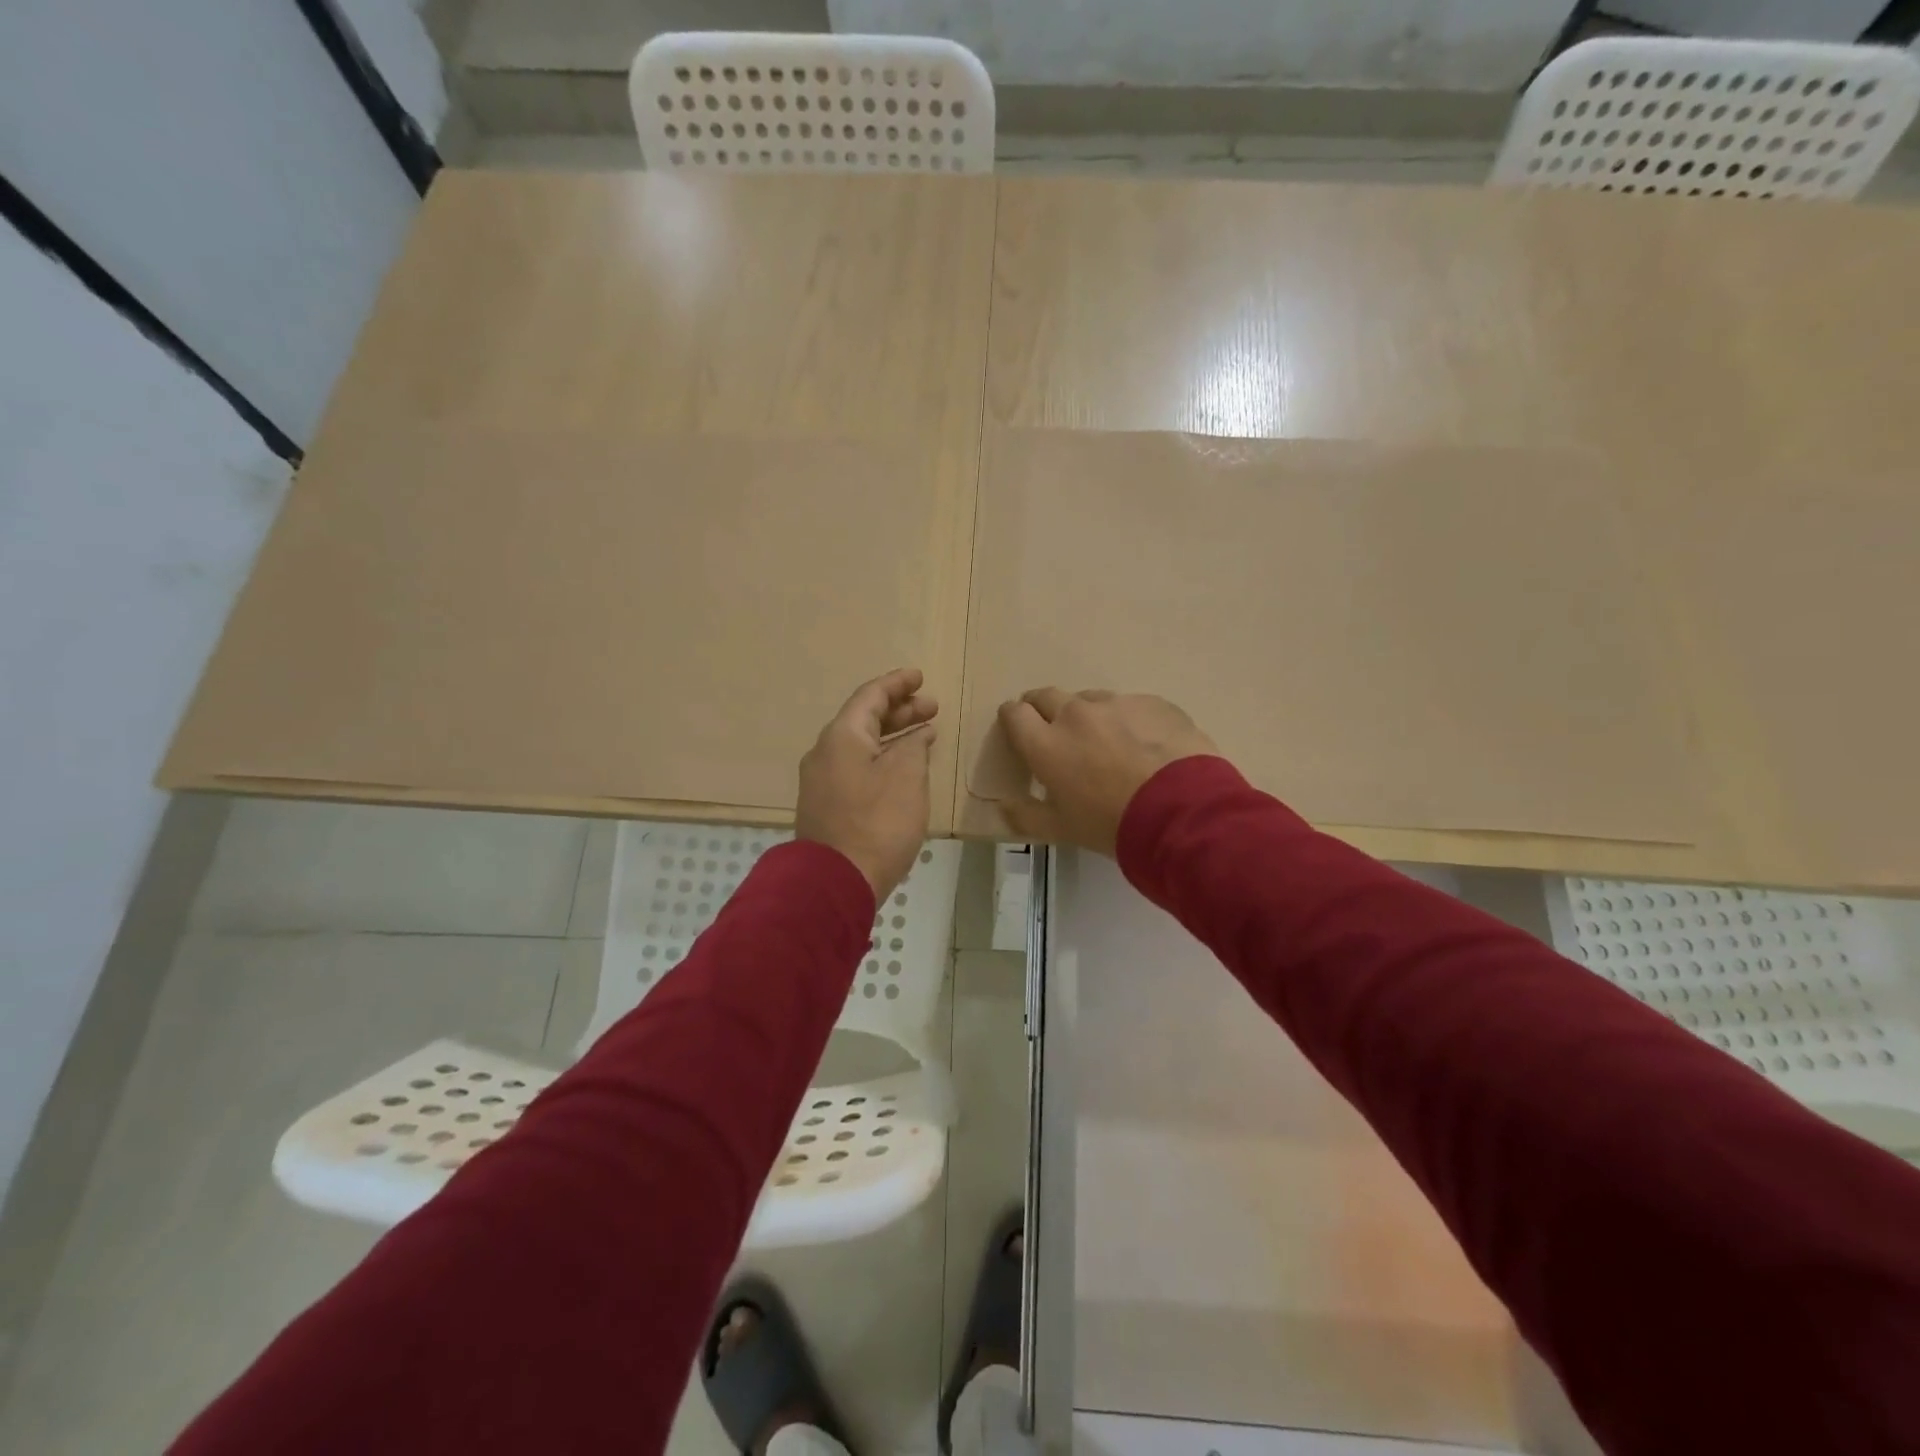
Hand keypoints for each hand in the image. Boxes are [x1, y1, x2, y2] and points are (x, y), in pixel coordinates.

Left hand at [796, 668, 938, 900]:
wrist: (836, 881)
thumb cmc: (877, 822)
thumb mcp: (907, 776)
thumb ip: (914, 746)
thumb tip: (915, 736)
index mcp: (841, 736)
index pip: (870, 696)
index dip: (897, 683)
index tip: (921, 677)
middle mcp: (825, 752)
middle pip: (864, 719)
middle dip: (900, 710)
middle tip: (932, 708)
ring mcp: (822, 780)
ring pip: (861, 745)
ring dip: (893, 736)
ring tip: (924, 734)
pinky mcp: (827, 805)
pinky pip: (856, 767)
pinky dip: (882, 758)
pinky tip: (903, 769)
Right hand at [996, 689, 1217, 854]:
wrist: (1183, 811)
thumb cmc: (1112, 824)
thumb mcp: (1062, 830)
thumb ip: (1027, 817)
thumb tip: (1004, 807)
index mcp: (1046, 744)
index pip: (1015, 714)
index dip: (1013, 719)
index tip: (1018, 729)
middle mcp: (1075, 714)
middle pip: (1047, 695)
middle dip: (1044, 708)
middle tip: (1054, 731)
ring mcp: (1117, 703)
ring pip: (1090, 699)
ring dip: (1089, 714)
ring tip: (1107, 741)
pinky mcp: (1153, 702)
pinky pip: (1132, 706)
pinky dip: (1129, 720)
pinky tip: (1146, 745)